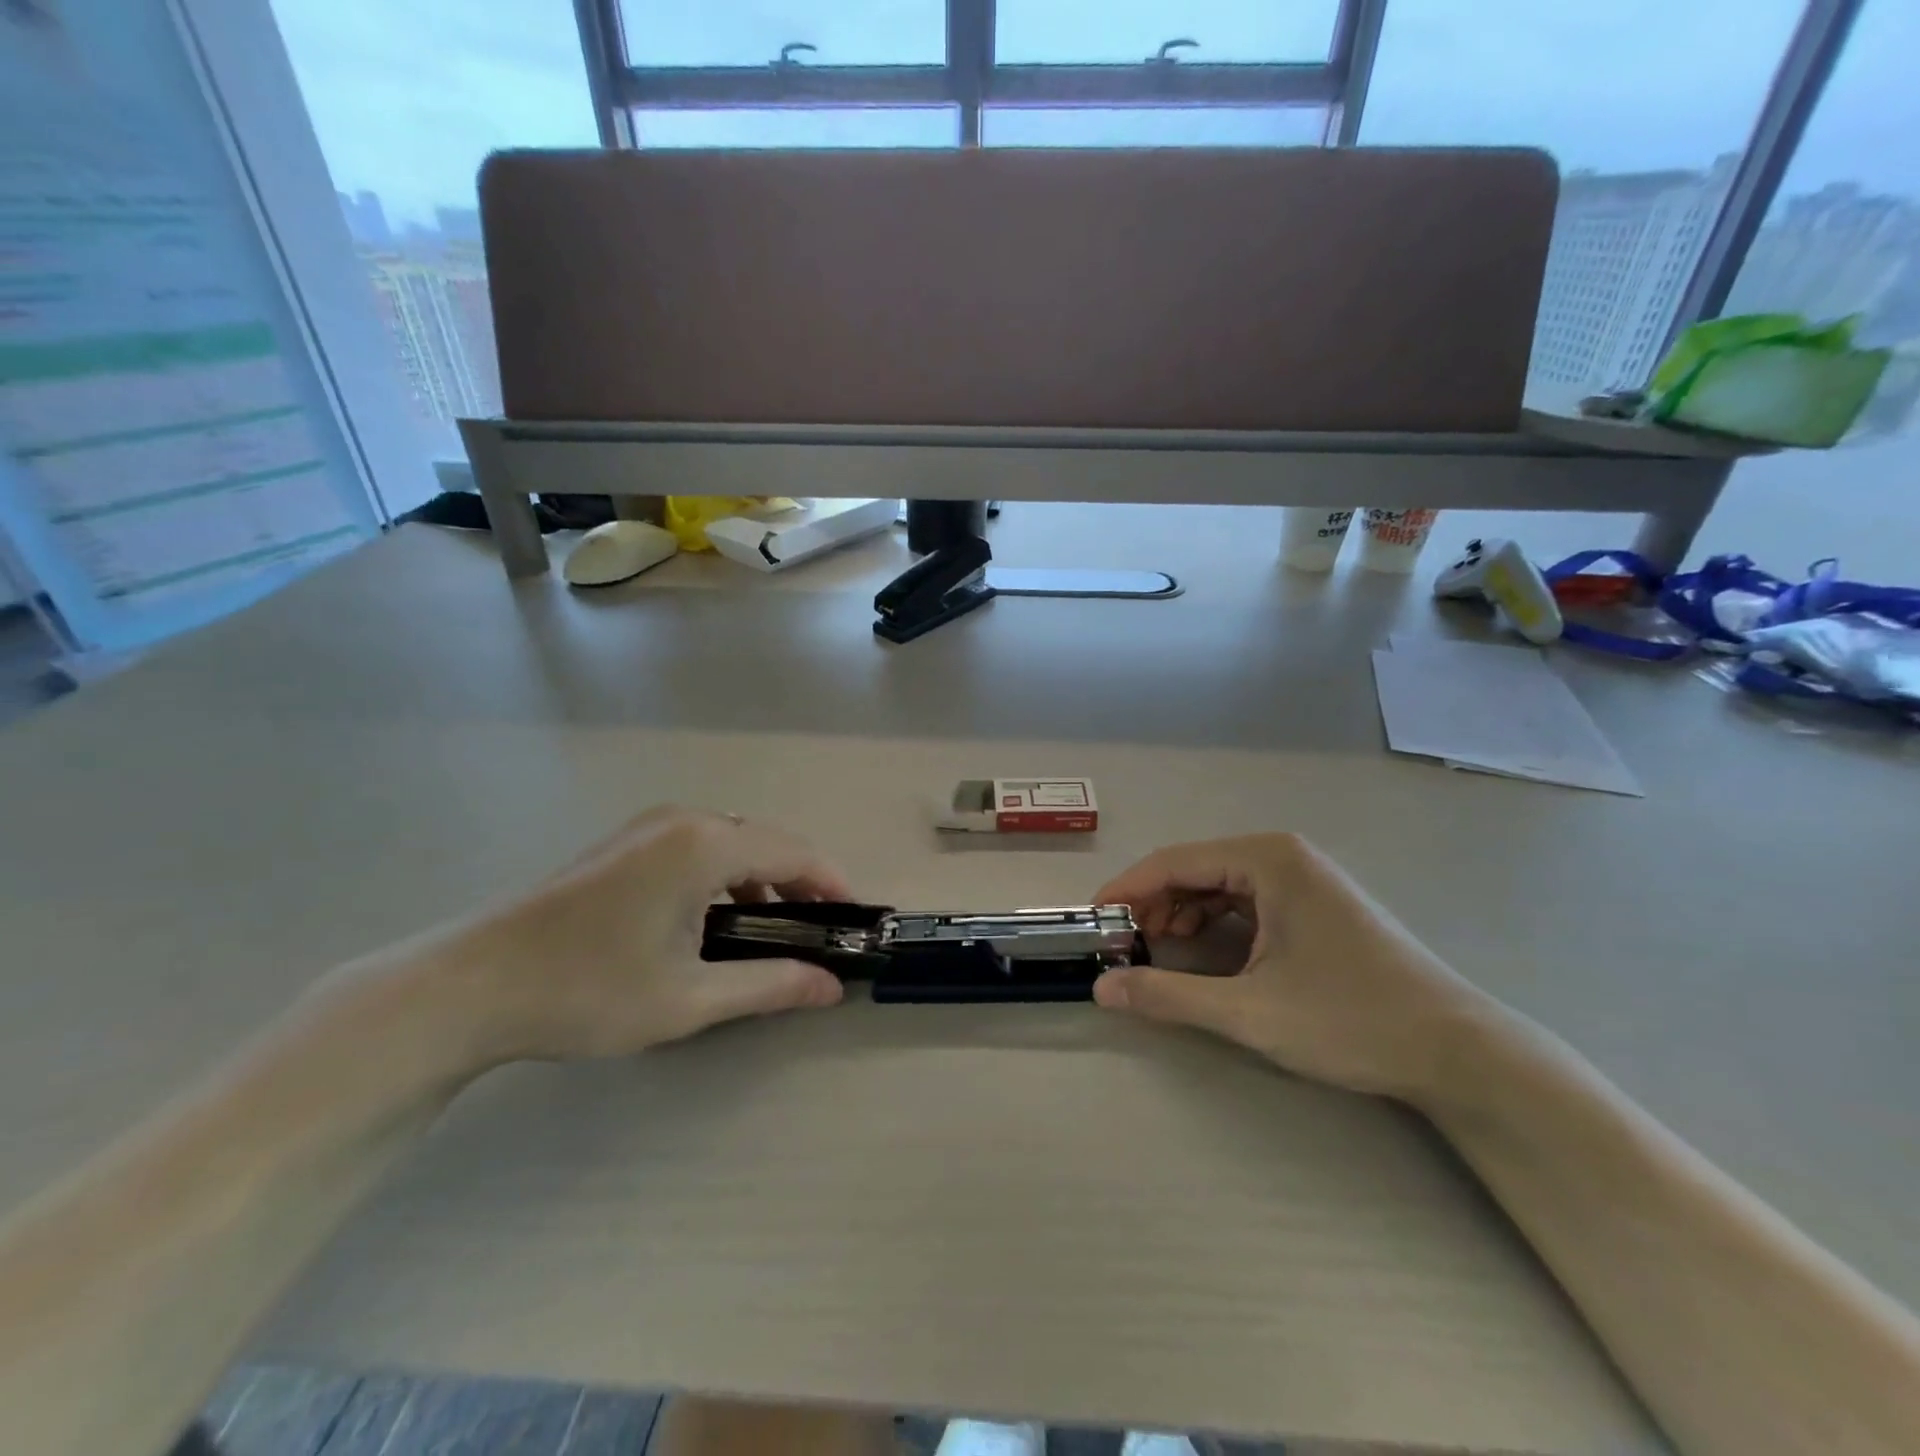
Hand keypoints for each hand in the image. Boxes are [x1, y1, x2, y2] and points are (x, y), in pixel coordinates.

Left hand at [447, 807, 850, 1061]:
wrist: (471, 986)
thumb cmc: (589, 990)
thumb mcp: (690, 998)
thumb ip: (769, 985)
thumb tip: (829, 987)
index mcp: (704, 844)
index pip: (794, 852)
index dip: (832, 884)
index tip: (853, 922)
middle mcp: (682, 820)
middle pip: (765, 841)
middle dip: (800, 883)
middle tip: (818, 932)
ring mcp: (648, 826)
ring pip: (731, 841)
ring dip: (762, 879)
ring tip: (773, 928)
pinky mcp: (625, 842)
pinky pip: (698, 846)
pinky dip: (725, 875)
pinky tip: (715, 918)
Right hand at [1091, 834, 1487, 1098]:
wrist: (1458, 1051)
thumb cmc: (1352, 1020)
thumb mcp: (1250, 1012)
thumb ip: (1168, 995)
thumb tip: (1101, 990)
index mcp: (1268, 859)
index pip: (1174, 862)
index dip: (1127, 890)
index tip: (1093, 922)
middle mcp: (1282, 855)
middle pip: (1195, 870)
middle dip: (1153, 906)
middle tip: (1121, 946)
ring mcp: (1303, 879)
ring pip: (1218, 886)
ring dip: (1180, 915)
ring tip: (1154, 952)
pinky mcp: (1314, 905)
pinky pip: (1245, 902)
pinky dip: (1213, 924)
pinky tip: (1200, 954)